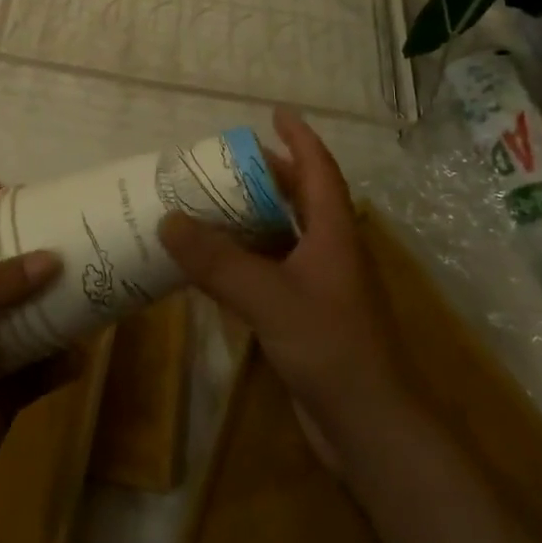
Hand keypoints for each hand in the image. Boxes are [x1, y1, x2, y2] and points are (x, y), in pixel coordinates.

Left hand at [0, 184, 77, 534]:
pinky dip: (62, 362)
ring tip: (91, 280)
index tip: (10, 190)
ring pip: (27, 320)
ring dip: (55, 305)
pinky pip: (41, 371)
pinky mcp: (3, 395)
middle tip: (68, 231)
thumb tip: (51, 258)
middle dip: (29, 253)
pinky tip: (84, 352)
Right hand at [160, 109, 412, 467]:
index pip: (319, 169)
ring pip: (285, 236)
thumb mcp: (270, 298)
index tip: (275, 112)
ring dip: (254, 217)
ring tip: (212, 203)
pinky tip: (217, 265)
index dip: (299, 137)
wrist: (372, 430)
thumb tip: (168, 220)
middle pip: (301, 198)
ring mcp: (322, 286)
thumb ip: (219, 262)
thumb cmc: (332, 349)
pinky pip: (273, 271)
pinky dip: (247, 258)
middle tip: (225, 161)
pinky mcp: (309, 317)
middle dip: (269, 175)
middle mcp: (331, 251)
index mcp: (334, 233)